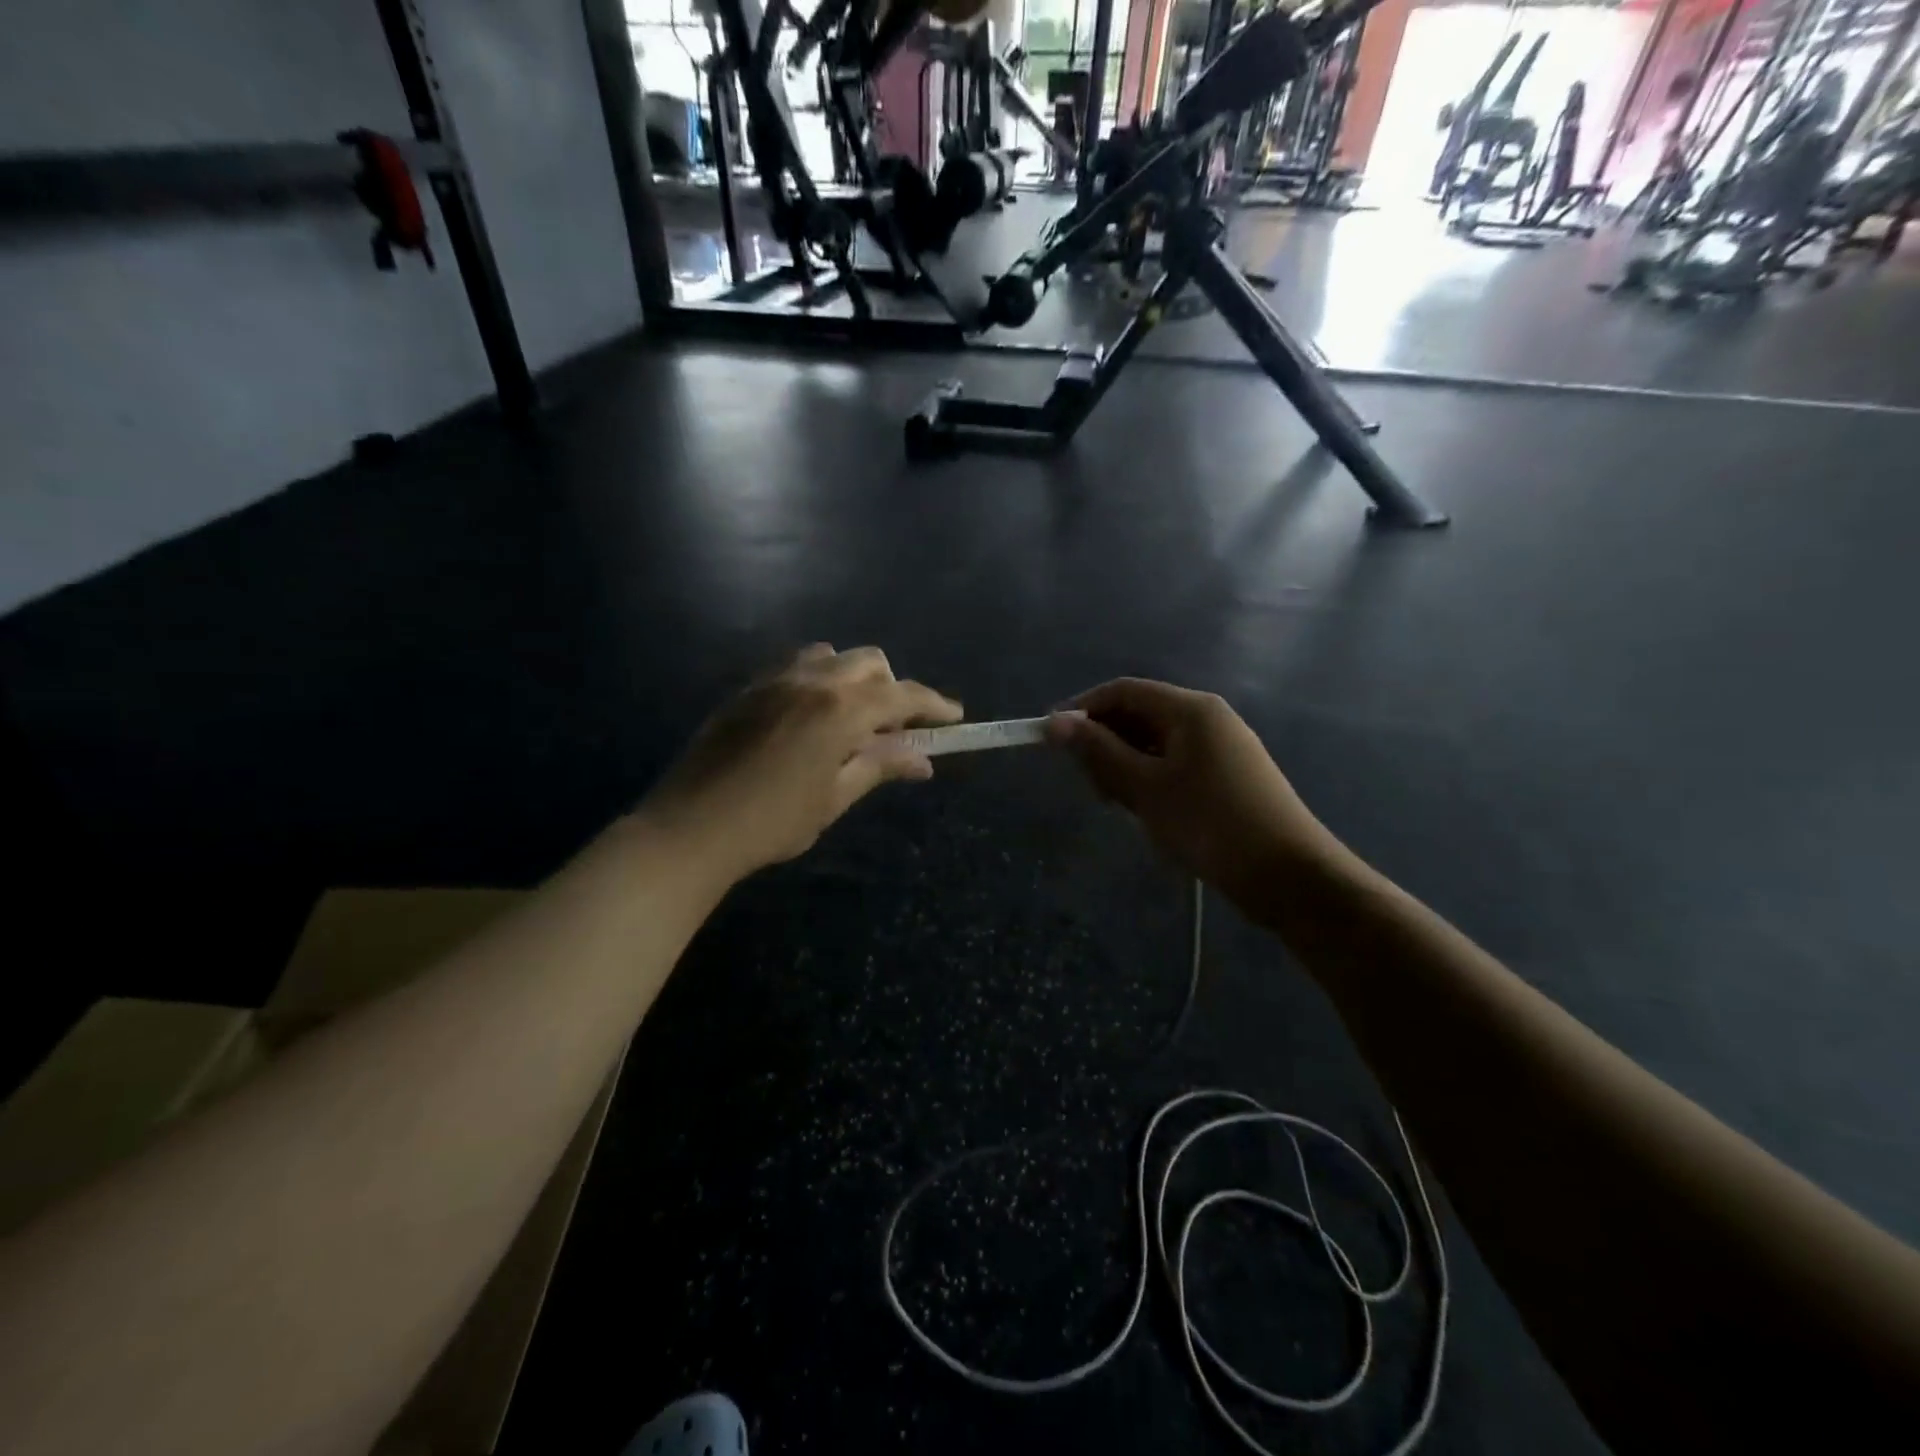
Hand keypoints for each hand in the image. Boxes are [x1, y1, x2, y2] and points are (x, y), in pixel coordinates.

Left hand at [644, 645, 961, 879]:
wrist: (690, 828)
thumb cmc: (772, 822)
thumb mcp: (834, 797)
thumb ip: (879, 767)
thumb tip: (923, 761)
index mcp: (840, 709)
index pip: (902, 696)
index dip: (934, 705)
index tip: (955, 717)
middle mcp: (812, 681)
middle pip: (870, 663)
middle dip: (893, 688)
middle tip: (893, 731)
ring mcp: (775, 679)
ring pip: (831, 656)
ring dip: (854, 679)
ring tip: (850, 721)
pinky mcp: (748, 688)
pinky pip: (796, 666)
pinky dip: (819, 680)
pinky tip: (810, 719)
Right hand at [1047, 679, 1336, 912]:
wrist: (1289, 876)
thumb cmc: (1210, 824)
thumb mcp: (1145, 788)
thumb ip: (1099, 752)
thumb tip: (1055, 722)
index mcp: (1190, 709)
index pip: (1123, 691)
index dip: (1082, 709)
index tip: (1048, 738)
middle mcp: (1208, 718)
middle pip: (1140, 715)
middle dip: (1105, 742)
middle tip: (1087, 784)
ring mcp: (1221, 748)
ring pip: (1156, 743)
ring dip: (1126, 765)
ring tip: (1115, 803)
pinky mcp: (1227, 776)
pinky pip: (1175, 764)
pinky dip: (1150, 779)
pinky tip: (1144, 811)